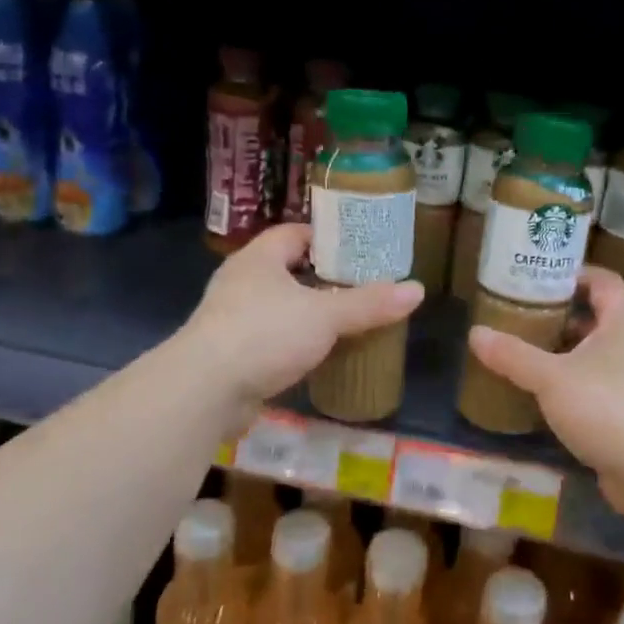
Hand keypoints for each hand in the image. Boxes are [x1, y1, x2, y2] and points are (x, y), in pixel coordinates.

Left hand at [183, 223, 422, 417]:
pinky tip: (317, 355)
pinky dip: (292, 343)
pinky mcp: (230, 353)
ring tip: (345, 320)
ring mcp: (231, 318)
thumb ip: (369, 304)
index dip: (326, 237)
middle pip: (287, 270)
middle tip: (360, 286)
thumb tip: (418, 289)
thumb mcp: (325, 316)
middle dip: (321, 278)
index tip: (358, 249)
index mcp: (259, 258)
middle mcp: (241, 281)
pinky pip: (269, 339)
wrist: (205, 390)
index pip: (295, 233)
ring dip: (306, 313)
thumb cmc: (264, 334)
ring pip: (278, 306)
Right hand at [467, 267, 623, 513]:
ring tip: (527, 355)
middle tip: (522, 317)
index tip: (538, 277)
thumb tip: (475, 333)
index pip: (603, 280)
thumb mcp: (552, 378)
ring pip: (598, 355)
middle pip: (598, 317)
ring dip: (566, 353)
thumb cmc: (609, 408)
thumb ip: (513, 355)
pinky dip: (575, 385)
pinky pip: (601, 386)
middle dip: (560, 316)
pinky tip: (547, 397)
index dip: (573, 273)